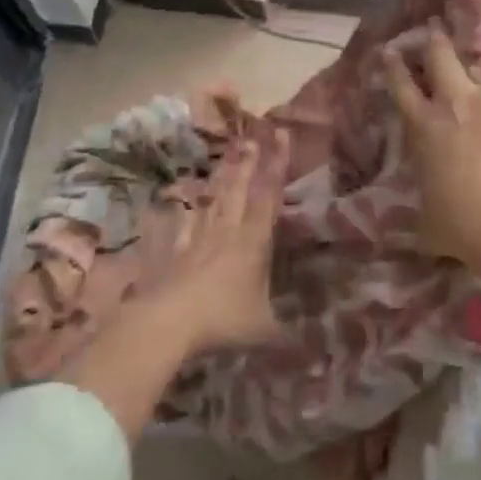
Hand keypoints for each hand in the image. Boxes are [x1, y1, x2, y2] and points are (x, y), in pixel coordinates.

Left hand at [152, 132, 289, 353]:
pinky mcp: (172, 252)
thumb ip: (287, 332)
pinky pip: (180, 226)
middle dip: (249, 163)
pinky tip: (179, 203)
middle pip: (240, 190)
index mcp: (253, 242)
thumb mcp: (264, 330)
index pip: (269, 196)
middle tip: (253, 137)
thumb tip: (312, 344)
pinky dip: (182, 212)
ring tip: (228, 156)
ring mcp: (196, 239)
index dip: (277, 164)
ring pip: (212, 200)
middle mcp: (227, 232)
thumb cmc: (223, 321)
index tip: (281, 135)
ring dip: (222, 177)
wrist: (168, 323)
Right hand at [383, 27, 480, 274]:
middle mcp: (457, 101)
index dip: (394, 67)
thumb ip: (425, 208)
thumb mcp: (429, 220)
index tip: (391, 51)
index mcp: (425, 126)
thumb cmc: (463, 224)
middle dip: (436, 43)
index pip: (401, 87)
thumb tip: (422, 222)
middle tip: (435, 32)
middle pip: (442, 57)